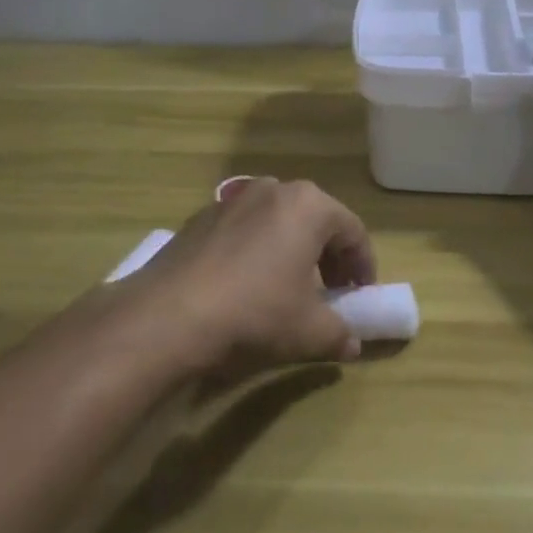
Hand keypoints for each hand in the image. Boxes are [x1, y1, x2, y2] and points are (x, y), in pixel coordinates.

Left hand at [137, 178, 376, 369]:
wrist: (169, 315)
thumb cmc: (255, 313)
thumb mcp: (308, 331)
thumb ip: (338, 333)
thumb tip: (351, 343)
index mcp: (309, 205)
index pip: (353, 231)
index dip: (363, 266)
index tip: (360, 297)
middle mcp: (273, 189)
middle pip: (315, 219)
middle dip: (328, 256)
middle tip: (330, 292)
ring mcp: (233, 199)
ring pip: (278, 221)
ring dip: (291, 250)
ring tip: (287, 288)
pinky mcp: (201, 216)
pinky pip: (245, 229)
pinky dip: (257, 250)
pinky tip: (246, 285)